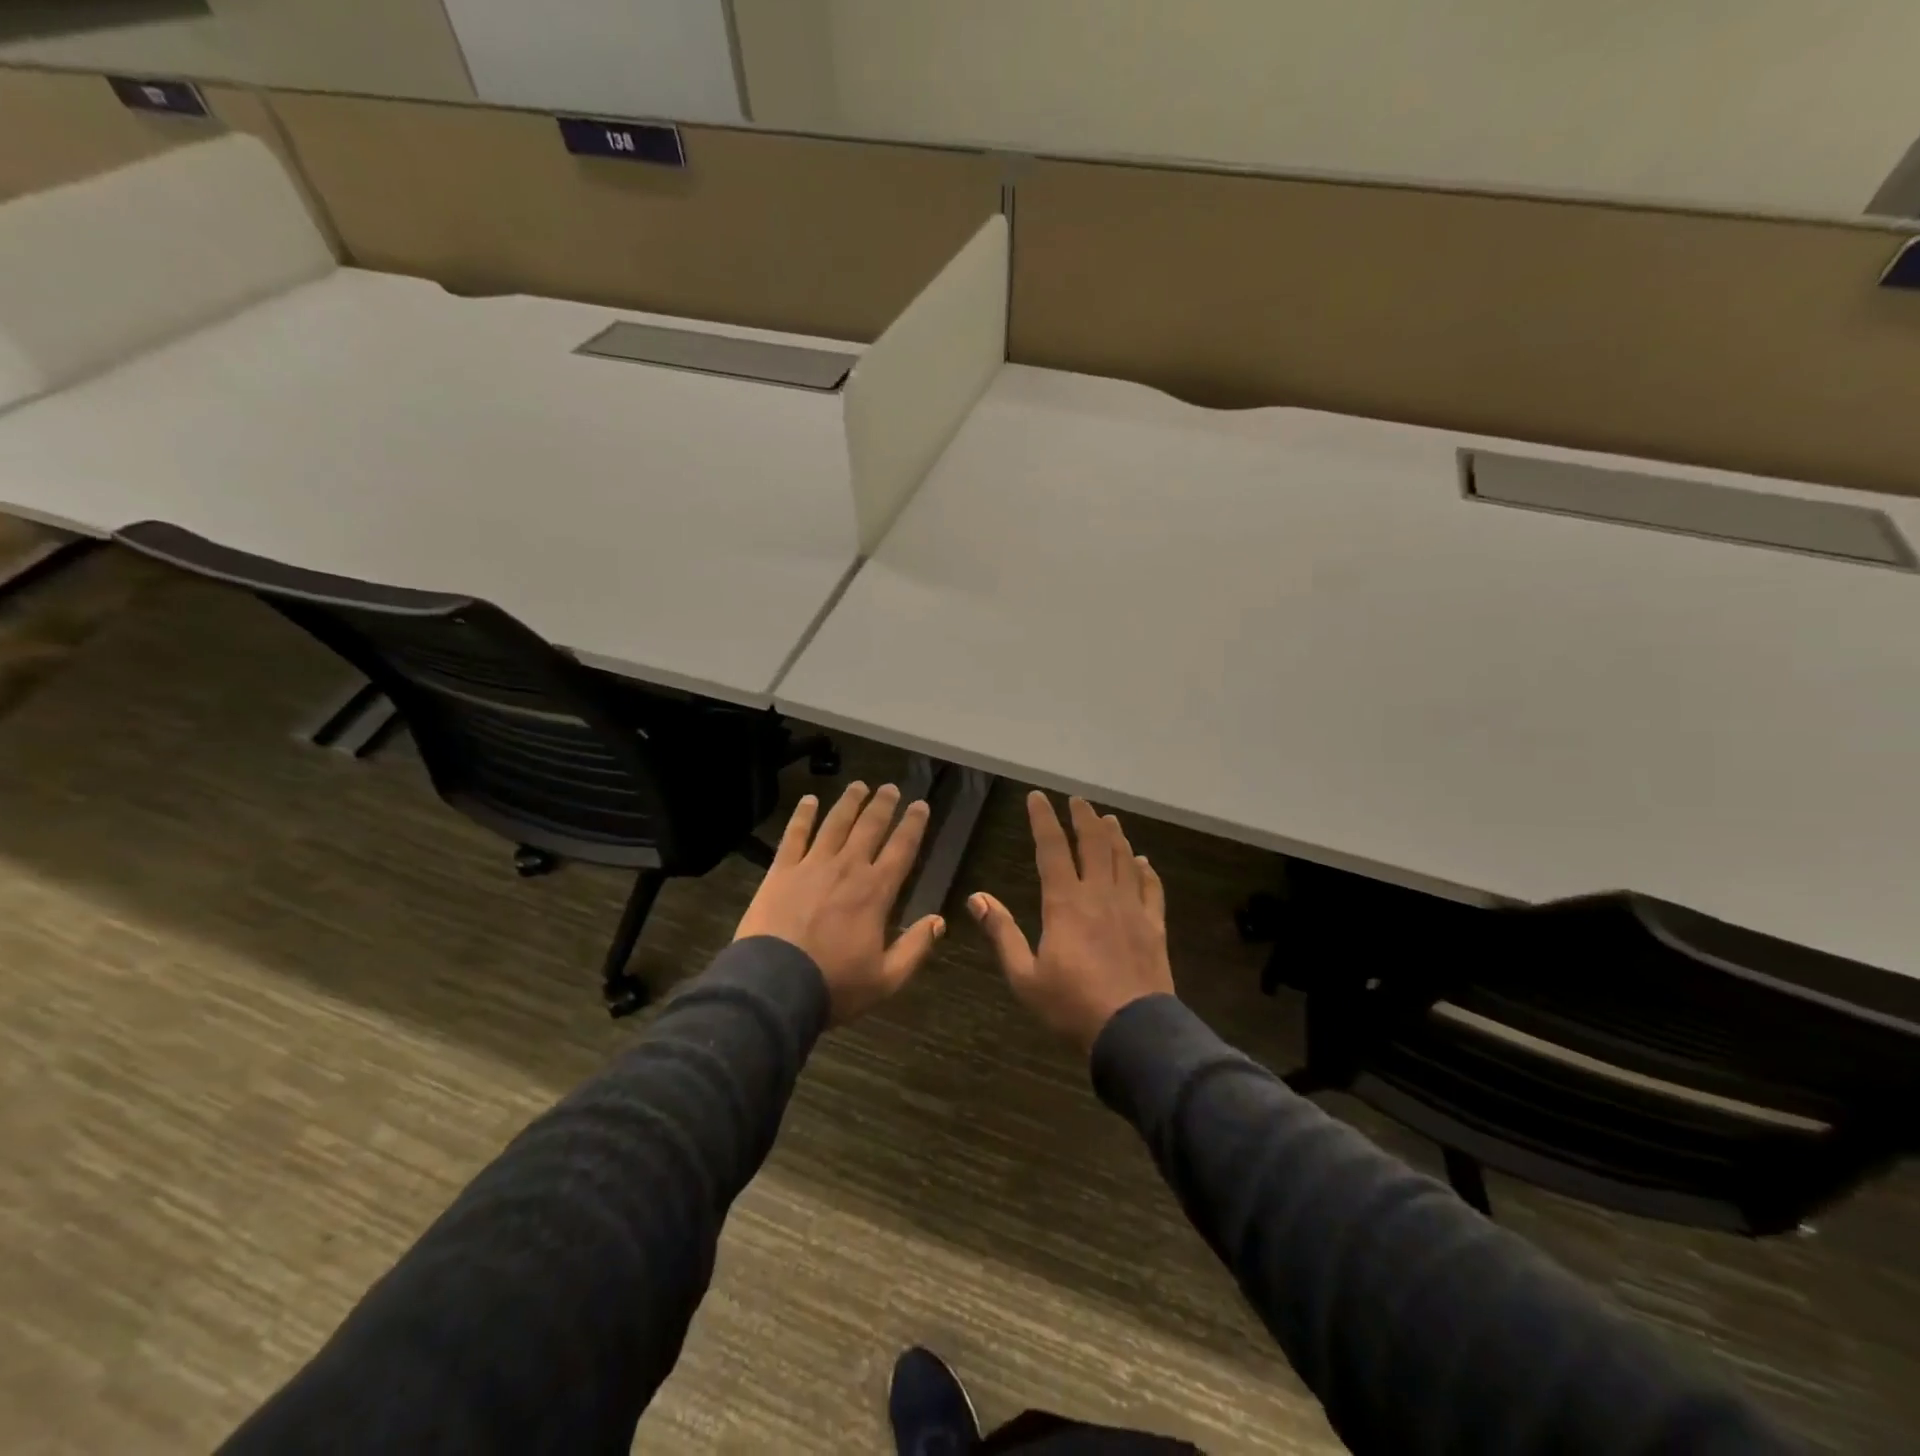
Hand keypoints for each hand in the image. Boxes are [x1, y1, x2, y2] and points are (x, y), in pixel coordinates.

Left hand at [734, 782, 944, 1023]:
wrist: (774, 987)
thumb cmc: (834, 985)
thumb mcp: (886, 979)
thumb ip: (915, 948)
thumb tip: (939, 921)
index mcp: (876, 892)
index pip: (901, 849)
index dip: (913, 825)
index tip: (921, 805)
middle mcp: (848, 868)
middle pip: (870, 827)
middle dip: (883, 805)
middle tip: (891, 788)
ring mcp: (812, 866)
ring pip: (835, 823)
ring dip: (849, 802)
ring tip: (859, 785)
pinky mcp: (781, 871)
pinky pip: (794, 835)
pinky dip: (803, 815)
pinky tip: (809, 800)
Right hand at [969, 792, 1173, 1053]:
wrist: (1132, 1031)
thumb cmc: (1071, 1006)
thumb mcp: (1024, 976)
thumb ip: (1002, 933)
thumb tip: (976, 898)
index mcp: (1065, 903)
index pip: (1051, 849)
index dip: (1043, 820)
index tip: (1038, 798)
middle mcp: (1099, 895)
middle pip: (1093, 844)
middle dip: (1083, 818)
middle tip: (1077, 801)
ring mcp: (1131, 908)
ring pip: (1123, 859)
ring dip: (1114, 836)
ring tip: (1108, 819)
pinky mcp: (1154, 926)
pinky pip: (1151, 888)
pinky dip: (1145, 870)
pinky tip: (1142, 862)